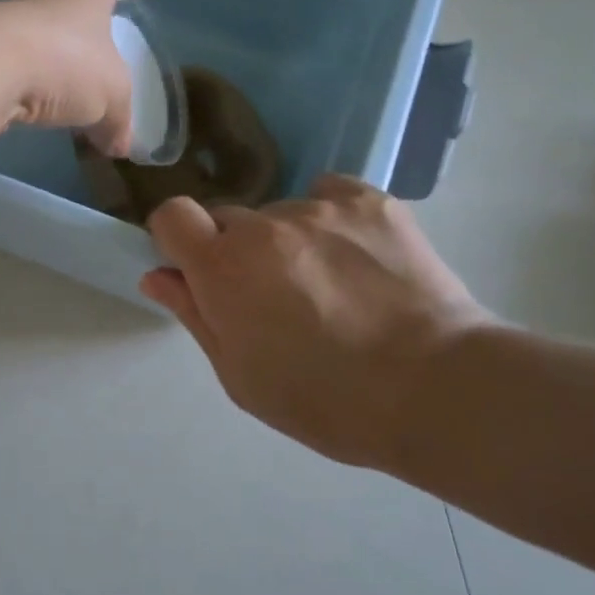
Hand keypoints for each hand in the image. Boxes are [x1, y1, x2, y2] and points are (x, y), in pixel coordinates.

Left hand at [0, 0, 150, 155]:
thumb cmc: (64, 63)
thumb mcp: (110, 97)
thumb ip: (117, 121)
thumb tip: (119, 145)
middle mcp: (43, 0)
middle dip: (83, 19)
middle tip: (98, 43)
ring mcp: (6, 25)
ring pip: (36, 33)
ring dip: (52, 56)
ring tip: (66, 91)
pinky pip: (11, 64)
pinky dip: (26, 84)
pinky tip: (34, 110)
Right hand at [140, 175, 486, 469]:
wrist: (436, 389)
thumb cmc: (326, 400)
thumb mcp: (241, 376)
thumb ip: (194, 316)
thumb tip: (158, 275)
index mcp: (223, 268)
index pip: (172, 215)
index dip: (177, 239)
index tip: (197, 268)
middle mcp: (263, 225)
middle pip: (227, 218)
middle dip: (235, 249)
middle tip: (272, 296)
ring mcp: (319, 207)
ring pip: (281, 213)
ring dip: (289, 241)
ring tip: (333, 287)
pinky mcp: (370, 201)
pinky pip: (329, 195)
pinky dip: (331, 219)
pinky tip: (357, 257)